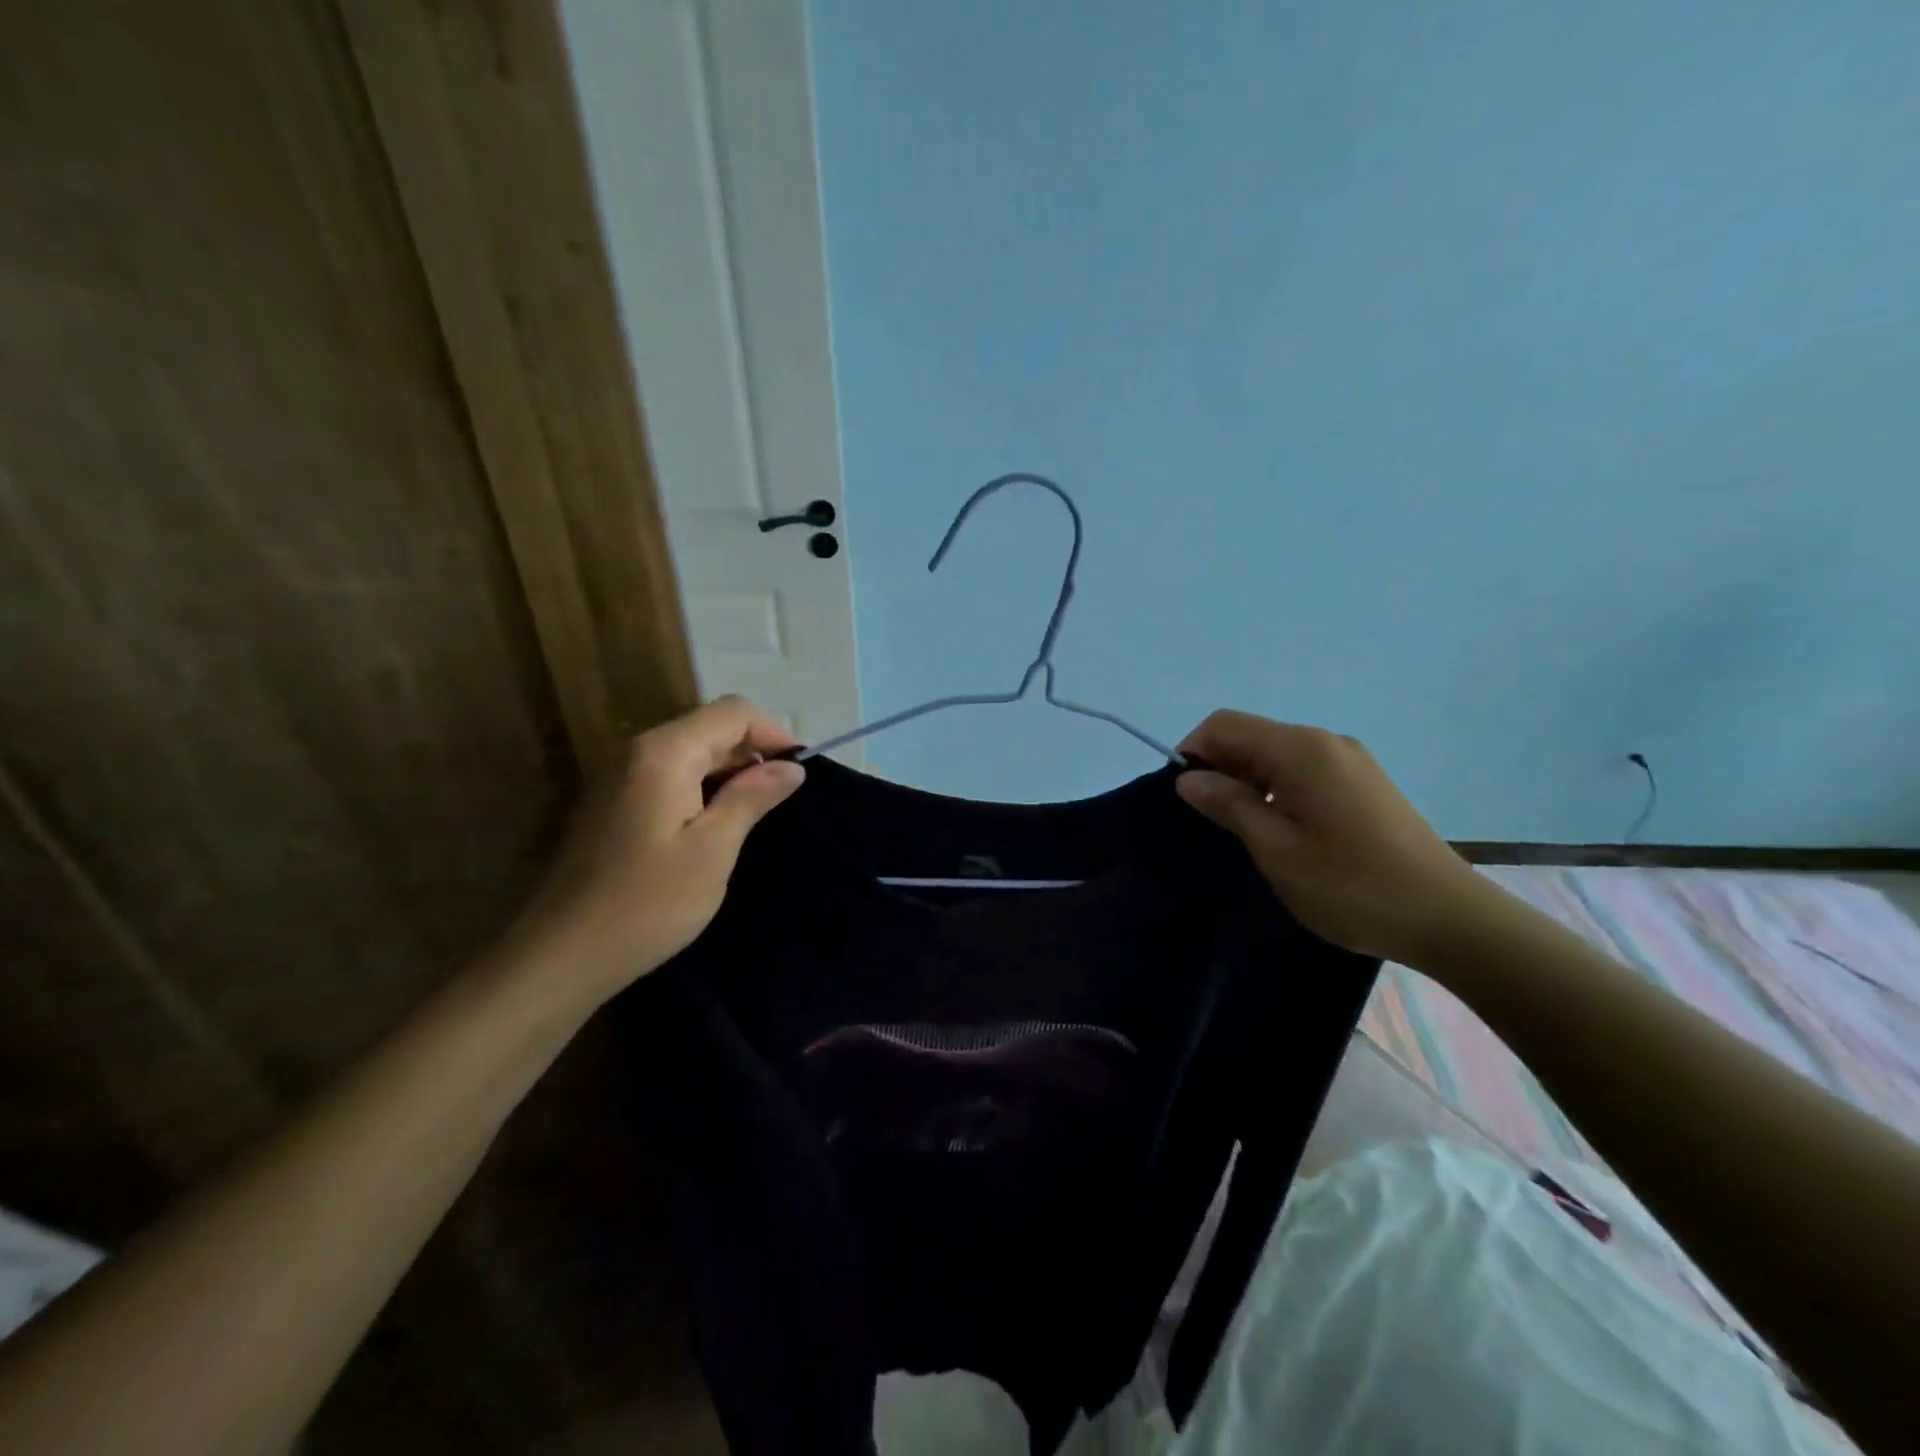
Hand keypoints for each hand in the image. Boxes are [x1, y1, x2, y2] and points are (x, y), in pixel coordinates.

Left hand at [501, 697, 804, 1007]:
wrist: (562, 954)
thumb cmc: (648, 903)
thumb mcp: (713, 849)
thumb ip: (752, 797)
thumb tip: (791, 765)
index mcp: (664, 753)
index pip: (732, 712)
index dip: (773, 733)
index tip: (799, 773)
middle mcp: (637, 751)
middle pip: (709, 727)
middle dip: (753, 752)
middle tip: (782, 799)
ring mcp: (619, 776)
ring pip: (690, 750)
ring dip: (728, 771)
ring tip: (755, 813)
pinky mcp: (612, 802)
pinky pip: (669, 775)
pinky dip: (701, 786)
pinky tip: (714, 825)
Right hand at [1175, 709, 1489, 966]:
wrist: (1448, 918)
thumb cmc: (1352, 886)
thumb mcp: (1276, 850)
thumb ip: (1228, 805)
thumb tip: (1188, 777)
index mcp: (1301, 750)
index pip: (1224, 726)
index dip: (1193, 752)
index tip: (1183, 798)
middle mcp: (1325, 742)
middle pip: (1251, 736)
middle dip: (1220, 768)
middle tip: (1211, 821)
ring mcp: (1349, 760)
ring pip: (1276, 754)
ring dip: (1248, 781)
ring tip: (1244, 831)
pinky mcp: (1363, 782)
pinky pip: (1303, 770)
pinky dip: (1277, 789)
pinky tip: (1283, 830)